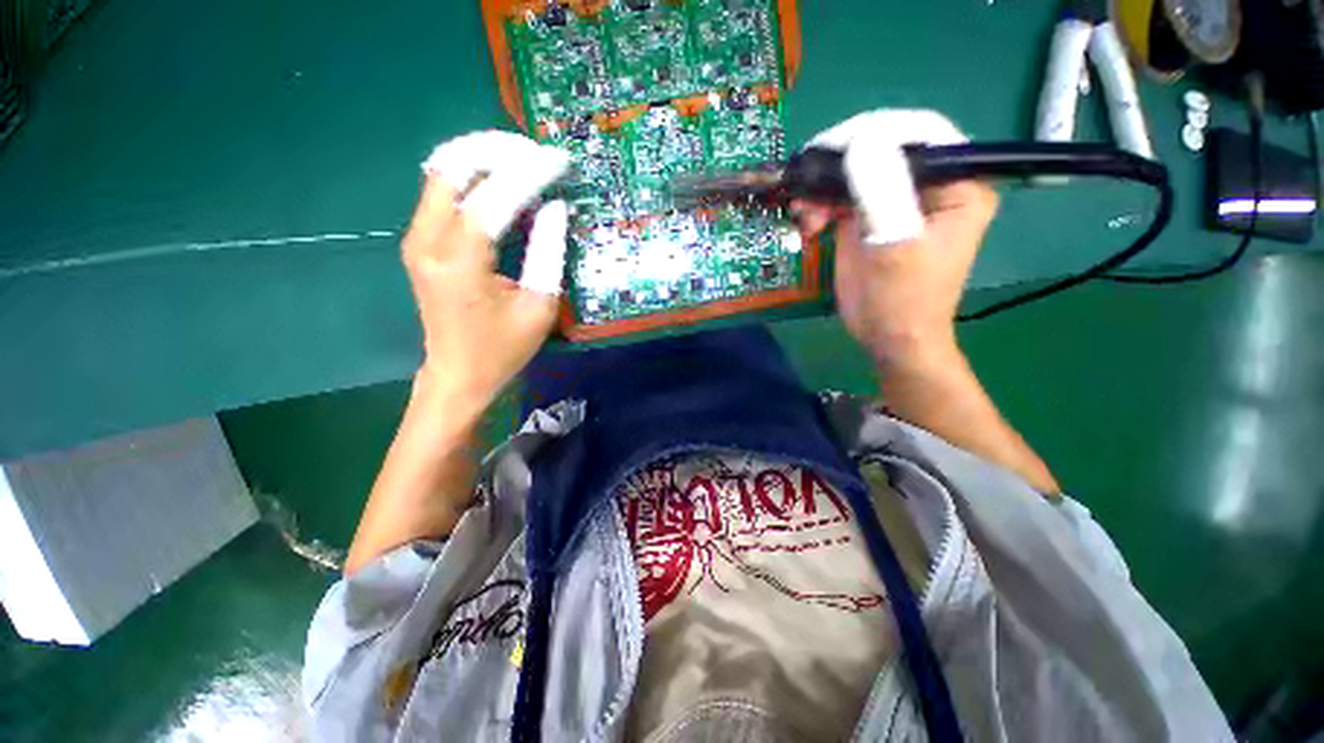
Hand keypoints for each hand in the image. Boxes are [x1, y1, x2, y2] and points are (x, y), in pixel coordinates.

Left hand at [404, 131, 570, 410]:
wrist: (458, 373)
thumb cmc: (503, 348)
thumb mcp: (539, 307)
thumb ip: (548, 253)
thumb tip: (556, 207)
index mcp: (461, 263)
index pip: (494, 197)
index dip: (529, 173)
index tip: (560, 161)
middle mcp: (428, 241)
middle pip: (453, 167)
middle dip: (498, 150)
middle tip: (538, 154)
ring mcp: (418, 238)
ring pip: (443, 171)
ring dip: (483, 157)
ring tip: (524, 160)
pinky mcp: (420, 241)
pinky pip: (442, 191)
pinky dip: (472, 176)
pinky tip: (501, 181)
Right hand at [793, 110, 997, 368]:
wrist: (888, 337)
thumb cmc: (903, 299)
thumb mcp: (896, 246)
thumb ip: (882, 192)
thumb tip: (859, 140)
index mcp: (958, 182)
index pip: (918, 132)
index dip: (872, 130)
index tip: (828, 148)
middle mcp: (929, 184)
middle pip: (880, 149)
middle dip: (838, 165)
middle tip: (806, 185)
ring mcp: (895, 201)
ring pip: (854, 173)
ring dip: (822, 189)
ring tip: (803, 214)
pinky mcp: (868, 219)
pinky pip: (840, 198)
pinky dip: (818, 206)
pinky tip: (807, 224)